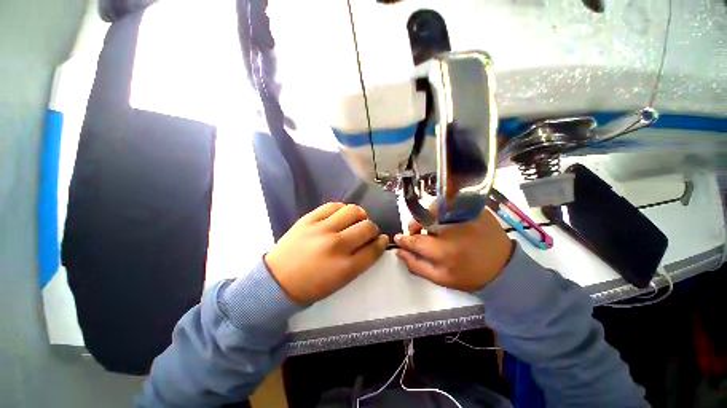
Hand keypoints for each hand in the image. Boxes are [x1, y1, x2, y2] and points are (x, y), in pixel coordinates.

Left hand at [265, 203, 388, 303]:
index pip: (374, 249)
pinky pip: (333, 206)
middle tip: (366, 231)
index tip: (382, 239)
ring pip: (353, 211)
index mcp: (346, 267)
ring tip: (355, 220)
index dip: (382, 242)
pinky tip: (340, 215)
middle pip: (367, 227)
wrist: (277, 280)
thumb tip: (373, 243)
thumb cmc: (311, 285)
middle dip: (372, 229)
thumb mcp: (341, 281)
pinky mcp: (309, 219)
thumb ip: (360, 262)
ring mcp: (322, 229)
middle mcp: (337, 245)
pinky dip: (342, 209)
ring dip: (360, 215)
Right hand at [395, 207, 512, 291]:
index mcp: (446, 252)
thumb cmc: (470, 275)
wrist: (504, 267)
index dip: (405, 239)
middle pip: (423, 219)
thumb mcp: (442, 279)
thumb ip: (417, 266)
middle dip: (415, 225)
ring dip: (428, 216)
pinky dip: (442, 211)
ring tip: (433, 227)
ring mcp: (466, 217)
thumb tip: (399, 251)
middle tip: (416, 232)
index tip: (399, 238)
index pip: (416, 241)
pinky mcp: (475, 209)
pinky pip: (450, 205)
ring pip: (435, 208)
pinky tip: (446, 221)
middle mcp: (454, 231)